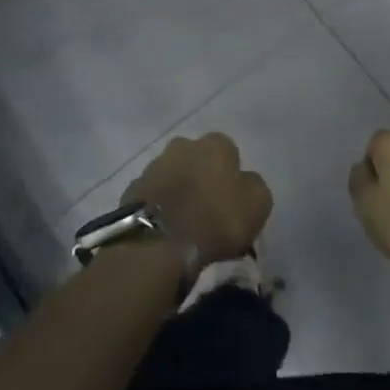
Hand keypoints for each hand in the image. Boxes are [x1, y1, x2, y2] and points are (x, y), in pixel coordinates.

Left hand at [123, 133, 270, 267]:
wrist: (157, 244)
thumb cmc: (215, 220)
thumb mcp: (257, 205)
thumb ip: (254, 186)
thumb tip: (244, 181)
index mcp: (215, 144)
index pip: (229, 152)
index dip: (231, 176)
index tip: (232, 200)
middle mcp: (183, 145)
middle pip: (197, 159)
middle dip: (201, 177)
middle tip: (207, 208)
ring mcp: (153, 166)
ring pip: (173, 175)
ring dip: (179, 191)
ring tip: (184, 223)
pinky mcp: (131, 190)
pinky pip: (153, 195)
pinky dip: (160, 207)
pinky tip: (165, 229)